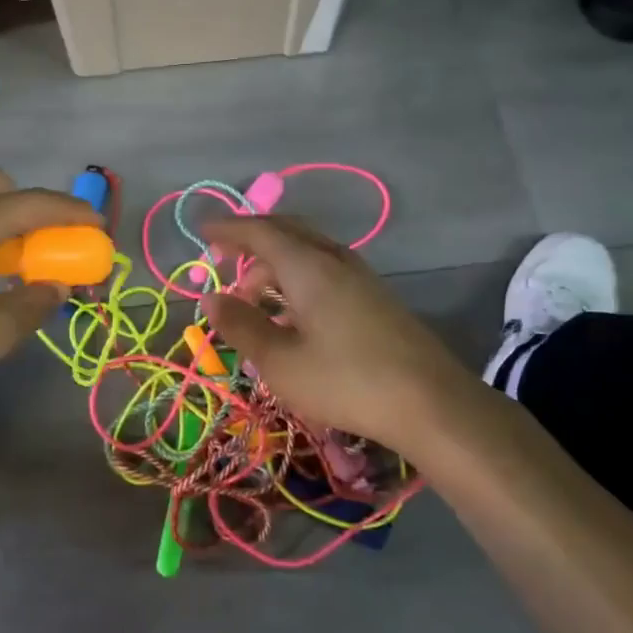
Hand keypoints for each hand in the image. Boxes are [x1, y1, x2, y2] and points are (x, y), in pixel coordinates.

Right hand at [199, 216, 484, 453]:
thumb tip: (211, 298)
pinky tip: (293, 314)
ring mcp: (360, 277)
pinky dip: (297, 278)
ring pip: (308, 252)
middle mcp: (335, 260)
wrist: (431, 403)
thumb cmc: (346, 381)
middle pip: (287, 232)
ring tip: (254, 300)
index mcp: (308, 266)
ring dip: (275, 265)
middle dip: (252, 241)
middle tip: (225, 259)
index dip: (229, 229)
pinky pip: (325, 270)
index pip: (260, 232)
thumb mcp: (280, 361)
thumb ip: (242, 326)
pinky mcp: (375, 298)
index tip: (202, 231)